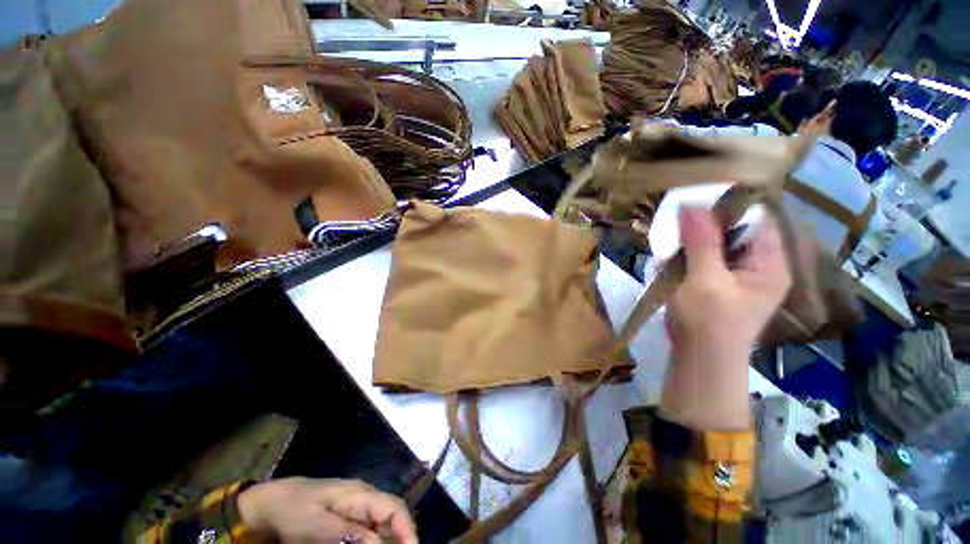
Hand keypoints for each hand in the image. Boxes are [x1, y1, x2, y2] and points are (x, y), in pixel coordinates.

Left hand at [237, 477, 417, 543]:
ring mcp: (351, 508)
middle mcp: (360, 498)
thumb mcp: (320, 526)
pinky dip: (368, 542)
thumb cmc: (289, 512)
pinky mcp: (342, 518)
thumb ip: (355, 534)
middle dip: (395, 541)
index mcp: (358, 494)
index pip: (397, 510)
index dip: (408, 533)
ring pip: (380, 529)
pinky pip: (365, 532)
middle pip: (392, 522)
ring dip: (381, 542)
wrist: (259, 507)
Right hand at [662, 208, 790, 429]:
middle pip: (740, 224)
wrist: (701, 377)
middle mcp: (764, 264)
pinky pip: (716, 257)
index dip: (729, 201)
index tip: (698, 198)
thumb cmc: (710, 332)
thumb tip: (691, 200)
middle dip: (710, 221)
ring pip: (724, 240)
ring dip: (700, 239)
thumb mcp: (706, 282)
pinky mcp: (730, 287)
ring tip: (677, 243)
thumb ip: (701, 238)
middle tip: (682, 221)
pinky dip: (697, 254)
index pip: (756, 213)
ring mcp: (747, 277)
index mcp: (772, 261)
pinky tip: (679, 260)